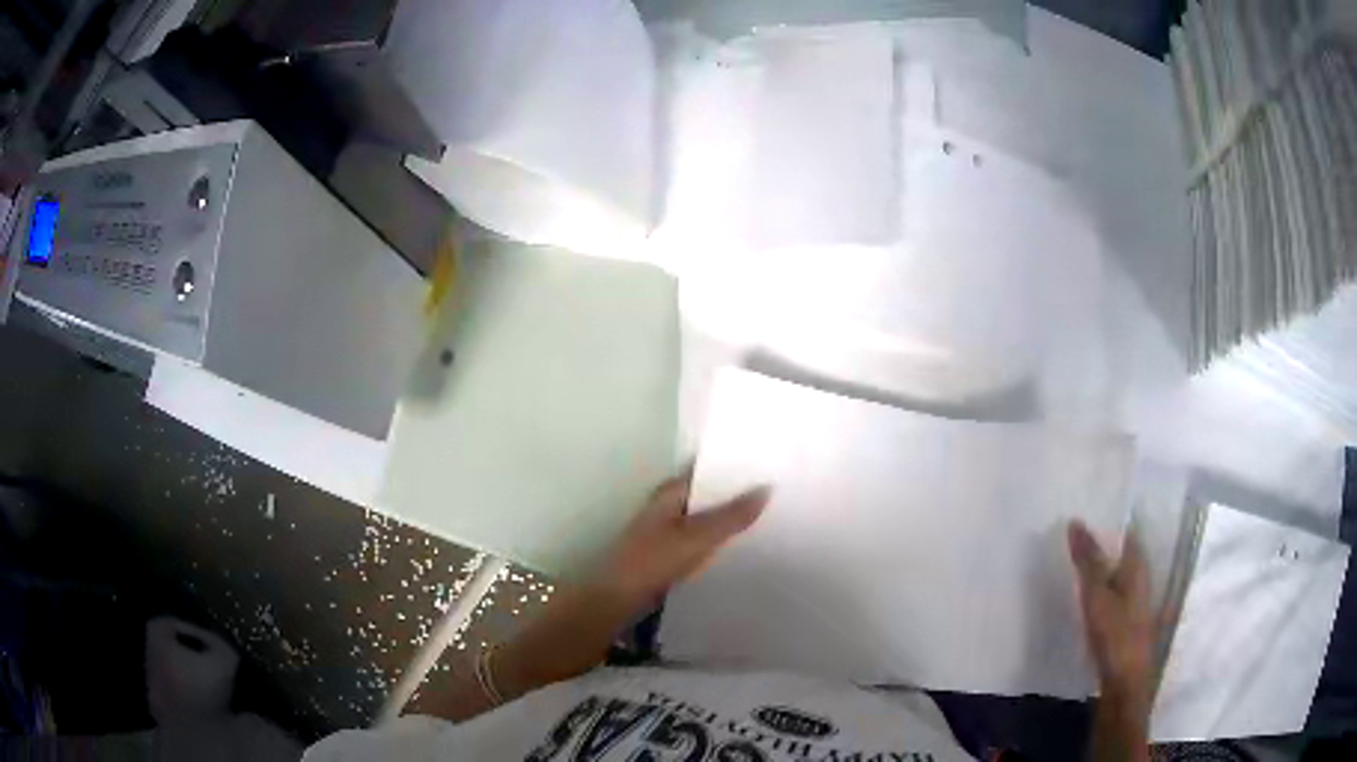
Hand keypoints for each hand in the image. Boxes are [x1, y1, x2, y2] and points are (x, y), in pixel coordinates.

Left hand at [591, 470, 769, 610]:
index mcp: (671, 492)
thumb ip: (731, 516)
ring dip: (729, 517)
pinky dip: (719, 539)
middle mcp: (668, 505)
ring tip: (769, 515)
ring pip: (706, 517)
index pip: (707, 469)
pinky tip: (741, 545)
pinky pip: (701, 540)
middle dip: (737, 492)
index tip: (768, 463)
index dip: (734, 466)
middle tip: (778, 490)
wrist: (616, 598)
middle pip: (708, 493)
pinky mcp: (669, 554)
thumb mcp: (697, 537)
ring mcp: (667, 531)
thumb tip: (767, 488)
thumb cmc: (652, 561)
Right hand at [1068, 520, 1156, 711]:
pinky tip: (1084, 595)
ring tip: (1075, 561)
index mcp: (1138, 566)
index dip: (1109, 521)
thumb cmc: (1115, 635)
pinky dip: (1100, 587)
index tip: (1087, 511)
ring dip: (1101, 566)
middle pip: (1123, 552)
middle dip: (1103, 543)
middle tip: (1074, 534)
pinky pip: (1113, 593)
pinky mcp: (1125, 622)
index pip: (1127, 532)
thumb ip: (1087, 561)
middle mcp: (1140, 578)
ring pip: (1117, 574)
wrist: (1124, 683)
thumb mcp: (1097, 596)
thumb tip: (1075, 521)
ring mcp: (1135, 602)